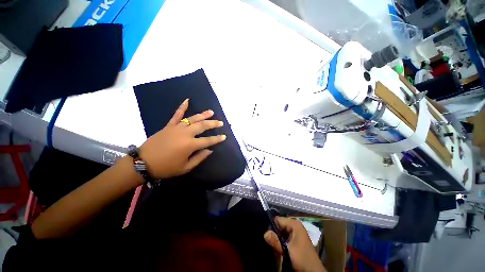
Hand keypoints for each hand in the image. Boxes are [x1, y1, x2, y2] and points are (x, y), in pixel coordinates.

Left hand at [139, 98, 225, 178]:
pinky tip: (187, 100)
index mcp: (190, 145)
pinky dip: (182, 107)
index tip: (224, 136)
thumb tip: (209, 150)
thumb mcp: (185, 167)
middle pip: (202, 126)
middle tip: (220, 122)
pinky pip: (177, 115)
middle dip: (213, 124)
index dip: (217, 139)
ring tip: (211, 112)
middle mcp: (185, 134)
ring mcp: (177, 128)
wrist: (143, 162)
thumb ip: (199, 158)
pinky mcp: (169, 125)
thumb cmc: (166, 167)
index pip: (208, 140)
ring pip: (193, 119)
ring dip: (203, 115)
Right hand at [264, 217, 326, 271]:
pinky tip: (277, 247)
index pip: (278, 219)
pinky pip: (284, 237)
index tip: (264, 234)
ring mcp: (295, 233)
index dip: (271, 226)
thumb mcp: (288, 251)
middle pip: (279, 225)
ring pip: (280, 232)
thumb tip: (264, 233)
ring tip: (271, 244)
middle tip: (267, 241)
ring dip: (276, 239)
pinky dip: (280, 242)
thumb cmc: (302, 259)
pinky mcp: (295, 240)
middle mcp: (295, 226)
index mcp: (294, 224)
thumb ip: (276, 241)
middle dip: (273, 233)